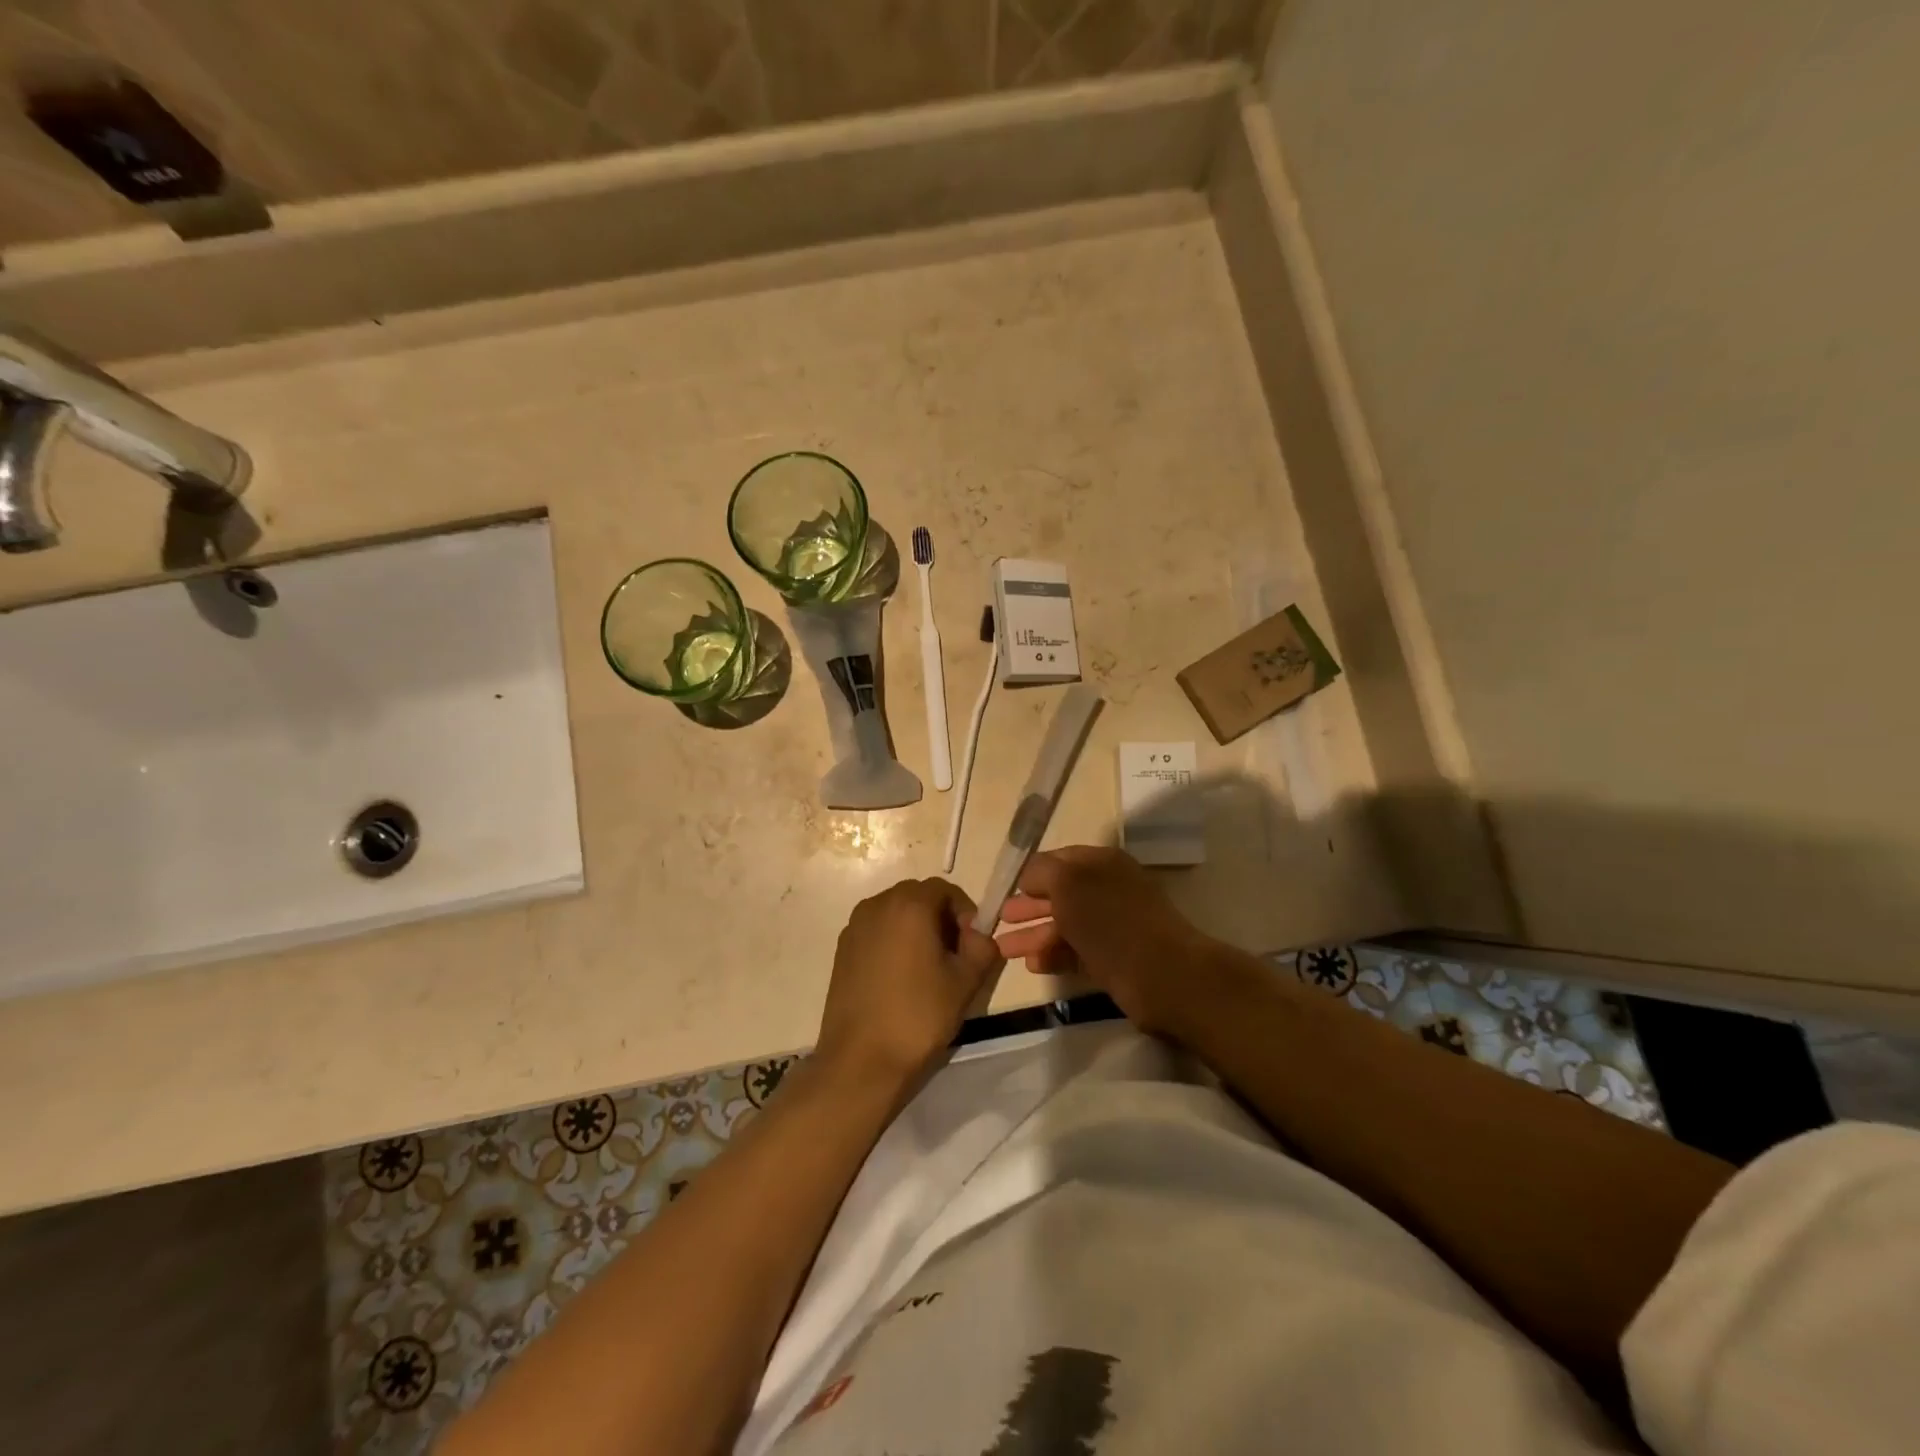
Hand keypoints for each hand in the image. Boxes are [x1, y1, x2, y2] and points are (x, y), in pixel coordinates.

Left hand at [815, 878, 1004, 1093]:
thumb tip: (979, 935)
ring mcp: (854, 926)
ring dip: (916, 929)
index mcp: (909, 905)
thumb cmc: (918, 1015)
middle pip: (918, 897)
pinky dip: (893, 941)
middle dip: (941, 918)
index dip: (965, 912)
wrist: (861, 1059)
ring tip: (927, 969)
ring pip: (895, 913)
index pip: (945, 889)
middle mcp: (877, 905)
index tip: (972, 944)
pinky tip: (900, 979)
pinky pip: (876, 931)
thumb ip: (982, 947)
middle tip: (954, 956)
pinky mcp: (841, 949)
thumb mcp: (966, 981)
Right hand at [994, 847, 1213, 1035]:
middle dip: (1027, 906)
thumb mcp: (1068, 883)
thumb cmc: (1110, 920)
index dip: (1030, 874)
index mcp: (1101, 863)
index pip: (1058, 860)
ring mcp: (1112, 925)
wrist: (1163, 975)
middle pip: (1059, 894)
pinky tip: (1033, 965)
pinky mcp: (1114, 958)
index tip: (1004, 889)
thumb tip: (1029, 878)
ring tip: (1003, 950)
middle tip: (998, 921)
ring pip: (1064, 925)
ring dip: (1034, 935)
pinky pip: (1076, 951)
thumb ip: (1042, 872)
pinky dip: (1053, 955)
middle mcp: (1107, 889)